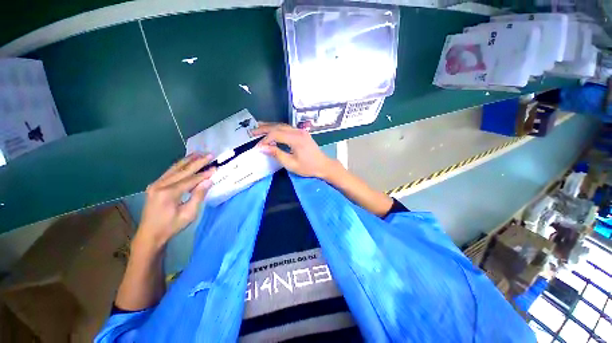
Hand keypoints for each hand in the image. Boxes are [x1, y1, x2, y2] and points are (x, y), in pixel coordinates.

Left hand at [136, 153, 215, 248]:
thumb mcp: (189, 214)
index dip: (204, 174)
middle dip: (198, 161)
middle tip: (210, 154)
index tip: (216, 168)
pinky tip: (187, 161)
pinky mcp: (155, 185)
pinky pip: (170, 172)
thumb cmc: (171, 226)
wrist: (149, 235)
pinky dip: (180, 165)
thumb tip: (208, 181)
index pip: (191, 180)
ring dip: (188, 160)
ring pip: (175, 168)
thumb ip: (198, 196)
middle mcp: (160, 185)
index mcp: (168, 193)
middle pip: (183, 170)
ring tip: (199, 153)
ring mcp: (155, 184)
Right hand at [253, 122, 336, 178]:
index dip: (265, 140)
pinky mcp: (302, 133)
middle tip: (252, 132)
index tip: (258, 148)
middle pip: (278, 127)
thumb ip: (276, 154)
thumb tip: (262, 148)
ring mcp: (301, 131)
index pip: (275, 135)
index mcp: (296, 139)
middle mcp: (298, 132)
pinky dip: (277, 129)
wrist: (324, 165)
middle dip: (264, 129)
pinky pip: (287, 128)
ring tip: (258, 128)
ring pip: (282, 126)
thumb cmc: (308, 167)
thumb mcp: (291, 164)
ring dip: (270, 127)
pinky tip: (272, 131)